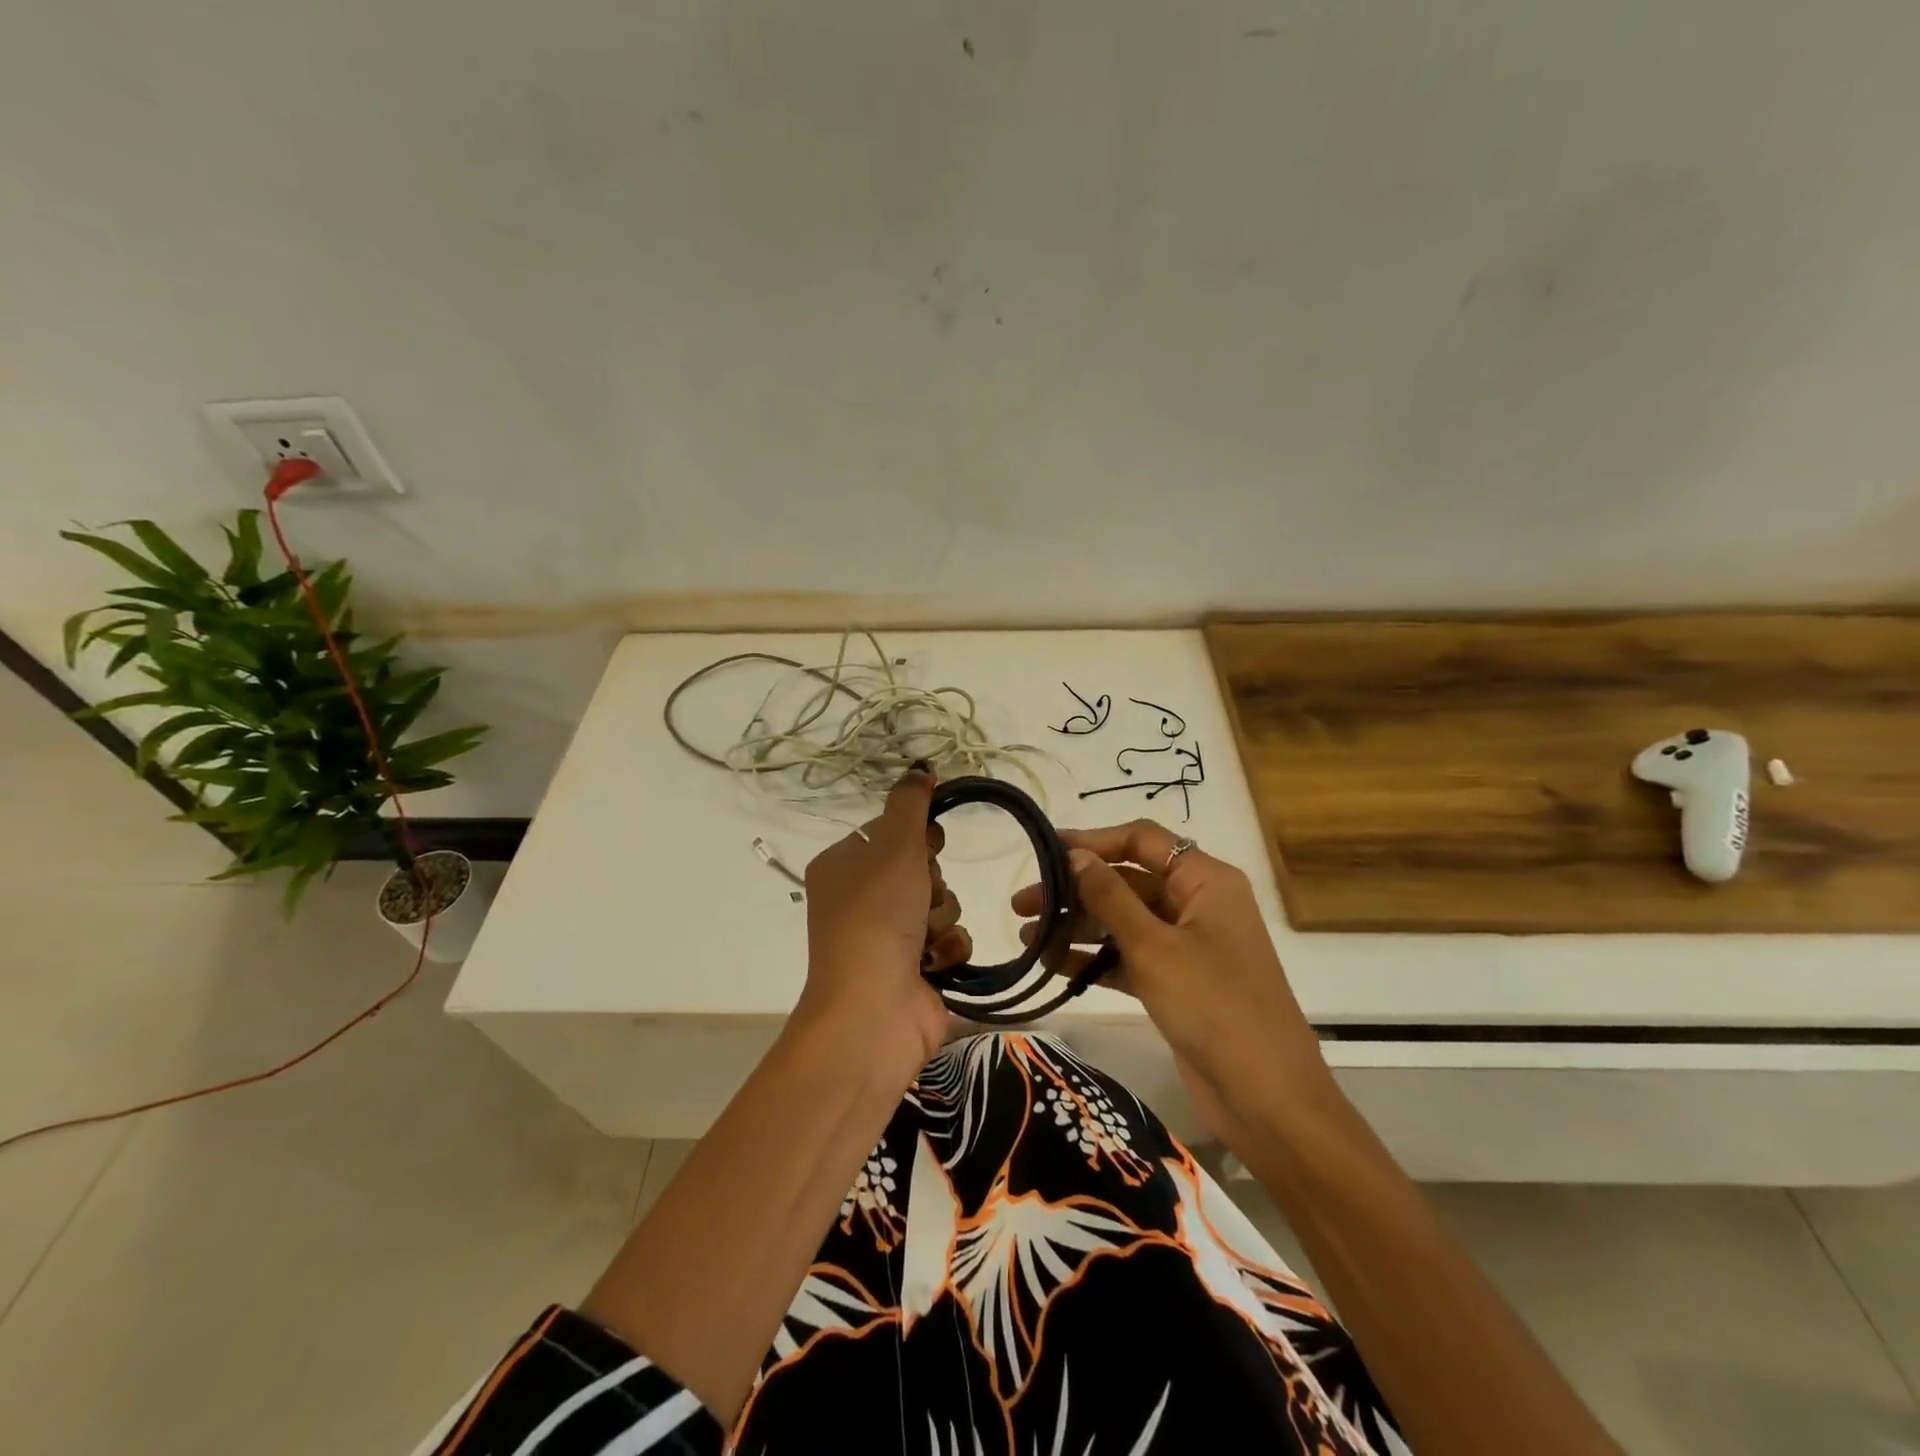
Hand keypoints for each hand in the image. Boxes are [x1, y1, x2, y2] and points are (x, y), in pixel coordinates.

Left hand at [798, 766, 966, 1075]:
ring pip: (940, 902)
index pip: (891, 832)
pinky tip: (934, 962)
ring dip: (942, 915)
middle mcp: (860, 900)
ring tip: (924, 937)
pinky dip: (948, 948)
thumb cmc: (876, 915)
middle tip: (918, 896)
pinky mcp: (914, 969)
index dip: (917, 836)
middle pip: (920, 867)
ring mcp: (886, 937)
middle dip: (931, 881)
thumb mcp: (893, 845)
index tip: (929, 842)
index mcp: (842, 866)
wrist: (873, 1008)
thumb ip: (910, 803)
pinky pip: (949, 939)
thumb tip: (919, 767)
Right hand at [1012, 820, 1326, 1104]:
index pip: (1142, 841)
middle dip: (1075, 891)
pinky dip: (1094, 959)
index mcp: (1205, 881)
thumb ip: (1110, 897)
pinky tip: (1052, 964)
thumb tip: (1076, 855)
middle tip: (1022, 905)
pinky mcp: (1177, 982)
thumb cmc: (1213, 1005)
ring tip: (1026, 938)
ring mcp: (1188, 945)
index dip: (1093, 841)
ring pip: (1124, 921)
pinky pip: (1128, 957)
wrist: (1267, 1099)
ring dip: (1078, 927)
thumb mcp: (1154, 946)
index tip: (1045, 851)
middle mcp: (1197, 904)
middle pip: (1128, 881)